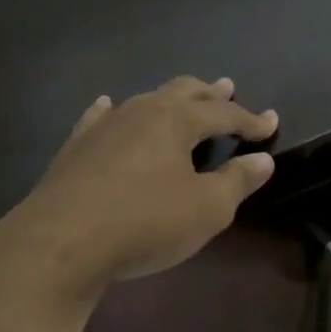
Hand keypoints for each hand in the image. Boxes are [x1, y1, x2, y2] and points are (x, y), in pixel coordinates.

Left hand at [0, 77, 276, 300]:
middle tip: (227, 87)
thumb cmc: (145, 223)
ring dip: (170, 99)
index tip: (271, 122)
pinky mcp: (76, 147)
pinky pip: (100, 118)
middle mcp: (141, 111)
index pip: (224, 113)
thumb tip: (263, 160)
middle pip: (183, 92)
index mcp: (176, 120)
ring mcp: (104, 126)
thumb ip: (237, 181)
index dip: (250, 119)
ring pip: (145, 100)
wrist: (59, 243)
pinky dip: (115, 111)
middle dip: (209, 93)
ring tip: (182, 98)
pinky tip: (108, 105)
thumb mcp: (206, 209)